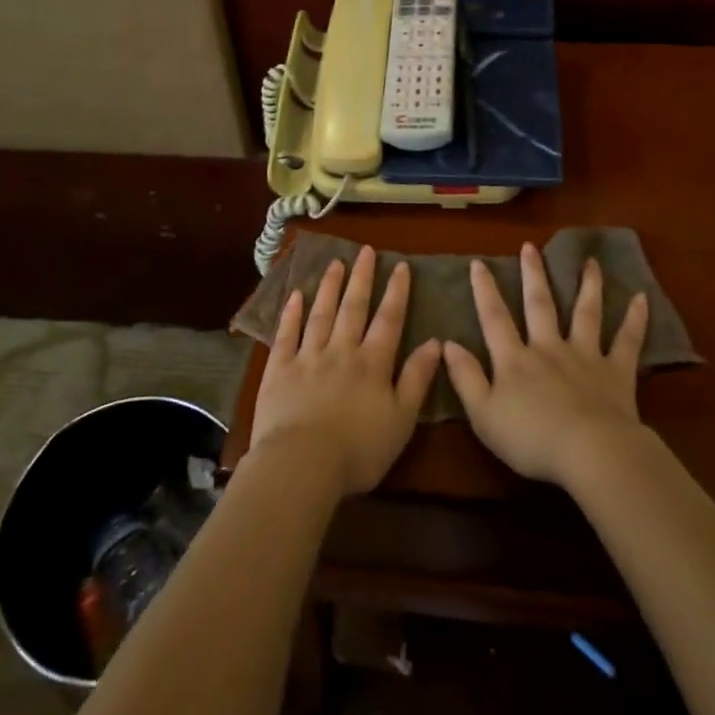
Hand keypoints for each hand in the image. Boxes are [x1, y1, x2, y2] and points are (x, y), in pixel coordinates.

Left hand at [249, 246, 443, 496]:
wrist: (302, 463)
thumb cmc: (358, 450)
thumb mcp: (401, 420)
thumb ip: (417, 379)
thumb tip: (435, 343)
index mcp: (373, 364)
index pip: (389, 320)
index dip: (396, 292)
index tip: (400, 265)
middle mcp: (341, 351)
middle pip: (354, 308)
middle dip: (361, 278)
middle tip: (365, 250)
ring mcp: (307, 357)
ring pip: (321, 314)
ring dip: (330, 287)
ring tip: (335, 262)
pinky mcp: (279, 369)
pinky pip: (286, 334)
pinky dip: (291, 313)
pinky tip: (296, 295)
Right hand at [442, 243, 650, 486]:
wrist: (589, 452)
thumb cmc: (531, 438)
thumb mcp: (483, 414)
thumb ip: (465, 378)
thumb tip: (447, 343)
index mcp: (515, 360)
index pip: (495, 318)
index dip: (485, 290)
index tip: (479, 263)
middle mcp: (549, 348)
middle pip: (540, 305)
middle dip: (533, 274)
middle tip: (530, 247)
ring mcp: (585, 356)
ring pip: (586, 313)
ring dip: (588, 286)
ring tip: (590, 262)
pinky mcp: (616, 372)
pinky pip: (627, 341)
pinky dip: (635, 320)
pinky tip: (641, 298)